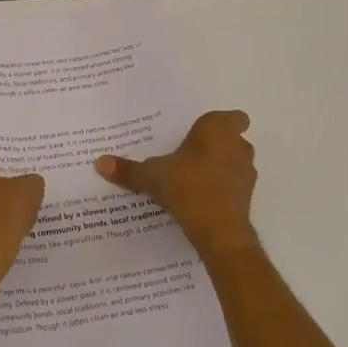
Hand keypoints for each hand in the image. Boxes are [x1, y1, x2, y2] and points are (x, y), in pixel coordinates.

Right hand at [95, 110, 258, 257]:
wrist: (219, 229)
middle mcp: (238, 146)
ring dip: (221, 169)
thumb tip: (99, 162)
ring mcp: (246, 172)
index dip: (220, 125)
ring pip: (235, 163)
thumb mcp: (152, 176)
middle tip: (189, 157)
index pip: (233, 117)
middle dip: (216, 147)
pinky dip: (223, 190)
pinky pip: (234, 186)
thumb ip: (128, 170)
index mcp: (217, 129)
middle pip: (233, 140)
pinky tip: (201, 201)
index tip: (200, 135)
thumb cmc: (187, 187)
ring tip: (193, 181)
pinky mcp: (248, 197)